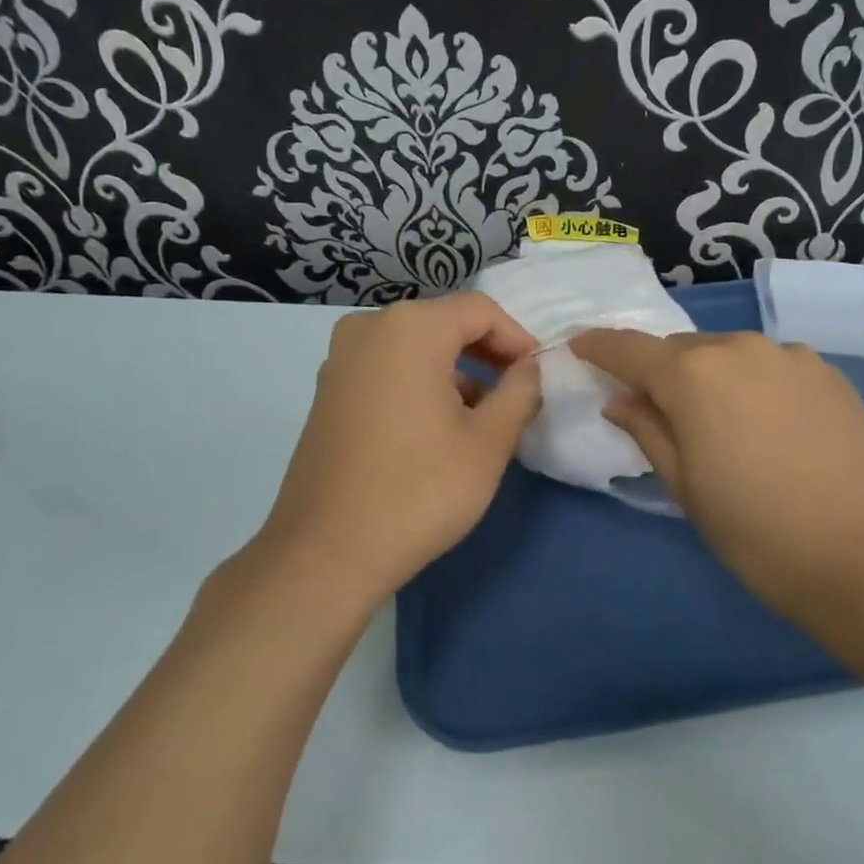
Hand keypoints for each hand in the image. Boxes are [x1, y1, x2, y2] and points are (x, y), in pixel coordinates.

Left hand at [257, 294, 541, 608]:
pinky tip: (437, 429)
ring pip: (415, 348)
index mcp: (410, 327)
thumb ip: (520, 392)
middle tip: (516, 395)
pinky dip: (420, 384)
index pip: (480, 310)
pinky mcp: (327, 391)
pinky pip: (387, 369)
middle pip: (445, 323)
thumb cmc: (418, 490)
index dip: (518, 339)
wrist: (325, 553)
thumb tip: (529, 369)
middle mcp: (369, 327)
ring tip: (482, 420)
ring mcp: (341, 359)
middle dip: (487, 355)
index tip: (538, 377)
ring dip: (455, 372)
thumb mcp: (488, 442)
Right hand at [570, 330, 863, 622]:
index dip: (599, 346)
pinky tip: (767, 424)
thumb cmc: (757, 531)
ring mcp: (788, 355)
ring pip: (727, 354)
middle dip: (659, 371)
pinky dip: (752, 383)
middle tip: (654, 408)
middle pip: (680, 350)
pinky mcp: (826, 371)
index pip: (628, 349)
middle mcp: (737, 347)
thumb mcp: (686, 487)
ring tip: (718, 422)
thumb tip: (621, 401)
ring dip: (709, 376)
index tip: (579, 347)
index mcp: (692, 375)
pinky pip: (769, 365)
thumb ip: (648, 431)